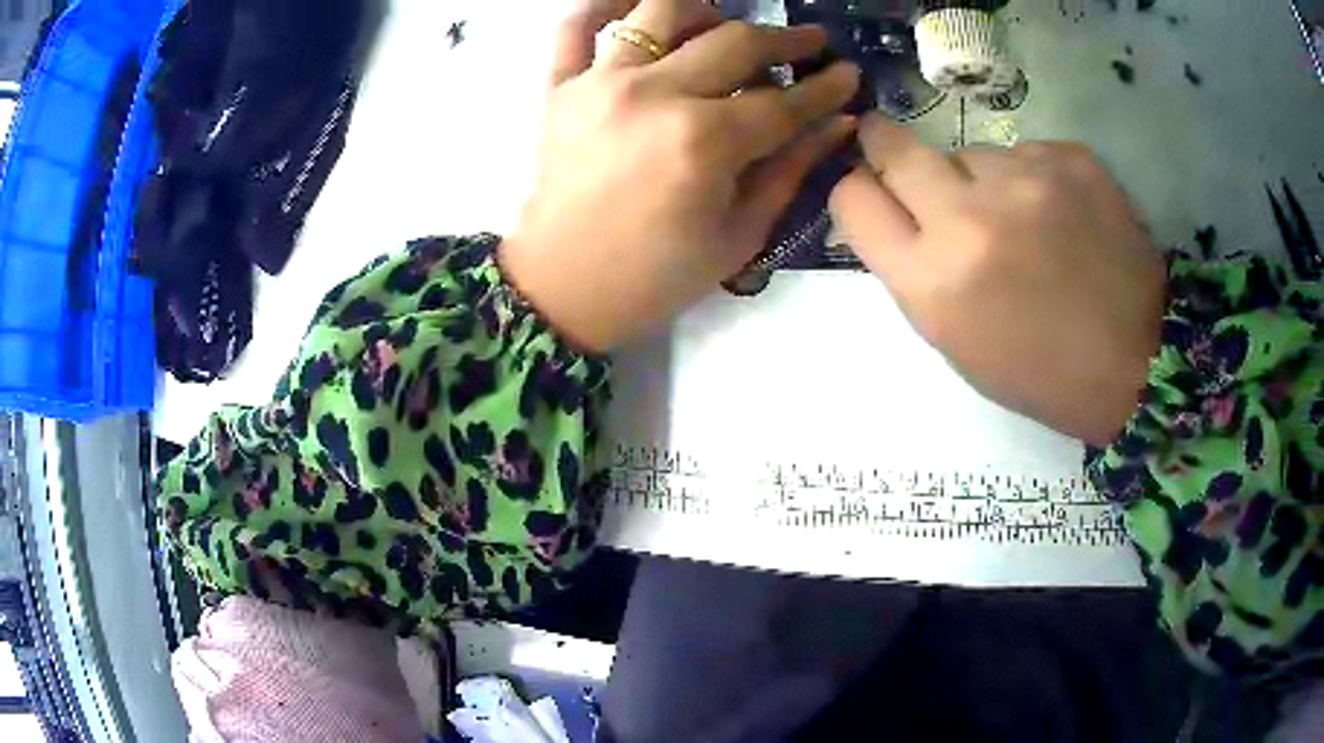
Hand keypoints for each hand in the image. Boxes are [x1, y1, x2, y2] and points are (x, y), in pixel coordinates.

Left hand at [500, 0, 859, 351]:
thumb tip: (838, 123)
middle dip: (786, 40)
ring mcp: (600, 83)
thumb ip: (791, 169)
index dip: (825, 88)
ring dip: (706, 10)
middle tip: (809, 44)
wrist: (563, 287)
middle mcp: (654, 95)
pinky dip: (605, 4)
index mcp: (704, 142)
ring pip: (662, 10)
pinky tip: (636, 8)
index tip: (847, 73)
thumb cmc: (657, 275)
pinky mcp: (560, 87)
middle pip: (735, 41)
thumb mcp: (739, 235)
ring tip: (724, 26)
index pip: (783, 101)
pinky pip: (576, 25)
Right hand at [830, 114, 1165, 445]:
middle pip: (893, 147)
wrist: (1136, 361)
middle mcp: (968, 220)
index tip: (873, 188)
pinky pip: (1024, 152)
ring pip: (969, 152)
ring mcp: (1023, 180)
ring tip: (1022, 220)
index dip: (857, 190)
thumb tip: (898, 208)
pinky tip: (1061, 215)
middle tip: (899, 151)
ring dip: (979, 178)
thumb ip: (915, 269)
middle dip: (885, 145)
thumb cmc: (1040, 371)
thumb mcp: (957, 341)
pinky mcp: (1069, 159)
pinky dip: (1030, 176)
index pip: (853, 199)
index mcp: (933, 283)